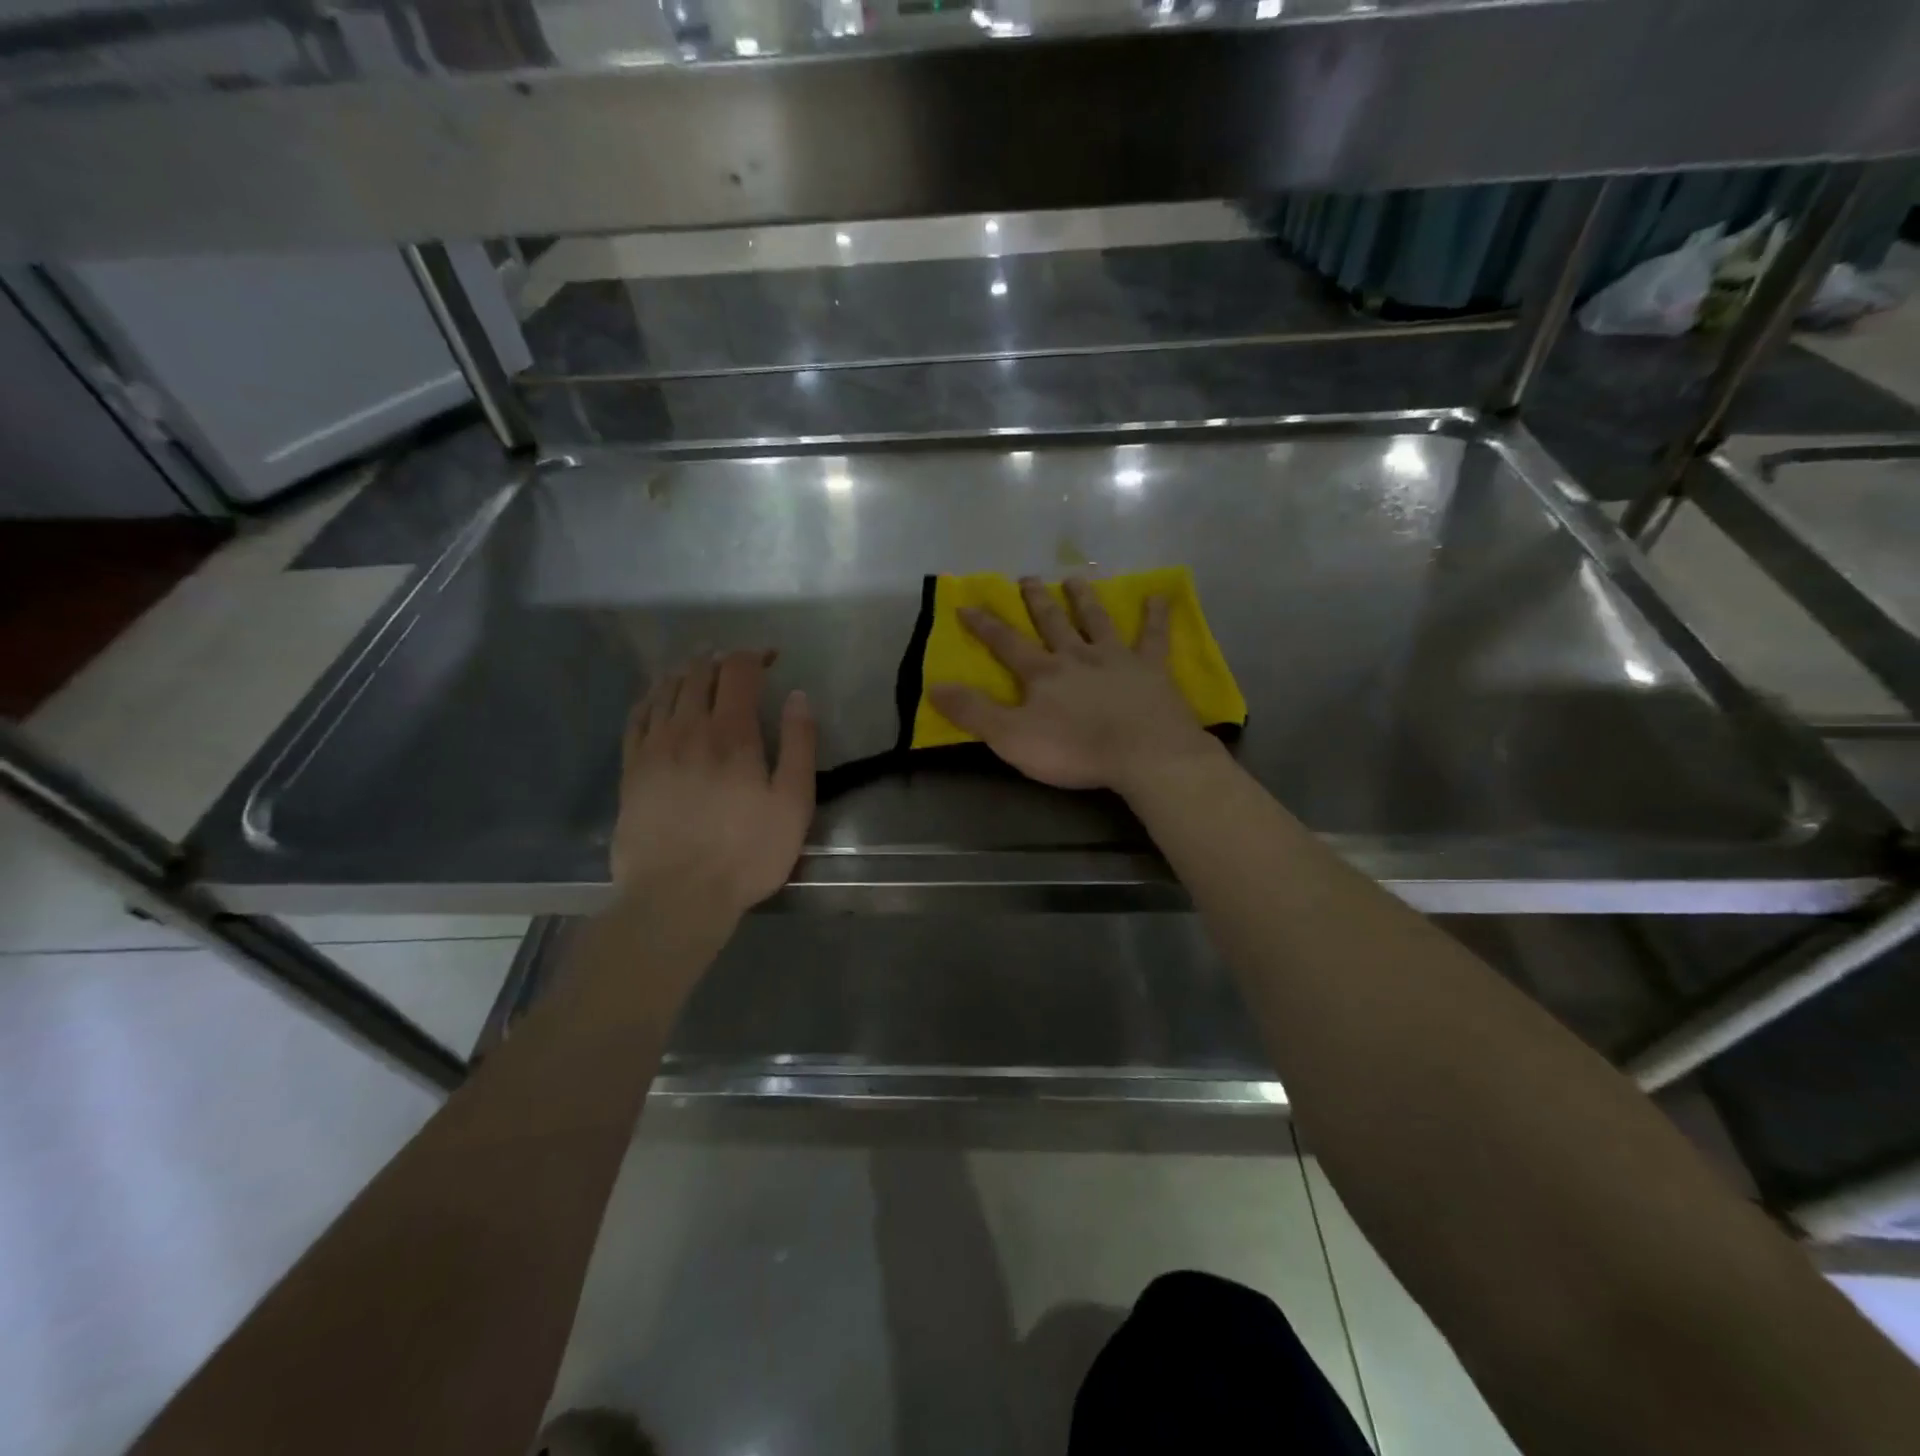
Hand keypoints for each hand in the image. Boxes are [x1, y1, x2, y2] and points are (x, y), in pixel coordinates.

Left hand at [610, 650, 815, 916]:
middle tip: (738, 663)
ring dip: (686, 671)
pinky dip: (652, 696)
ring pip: (666, 689)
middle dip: (721, 659)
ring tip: (700, 669)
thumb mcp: (794, 803)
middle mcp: (689, 729)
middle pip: (699, 673)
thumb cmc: (747, 853)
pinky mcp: (631, 769)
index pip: (738, 671)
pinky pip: (637, 716)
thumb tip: (798, 697)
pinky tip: (659, 697)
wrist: (677, 897)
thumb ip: (799, 744)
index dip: (755, 655)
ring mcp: (654, 748)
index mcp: (732, 734)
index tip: (771, 658)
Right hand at [928, 576, 1221, 796]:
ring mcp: (1116, 659)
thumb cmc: (1074, 749)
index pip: (1006, 643)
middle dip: (1037, 600)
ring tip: (1076, 578)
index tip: (966, 605)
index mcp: (1042, 673)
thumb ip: (973, 712)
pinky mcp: (1152, 670)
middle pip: (1053, 622)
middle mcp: (1077, 655)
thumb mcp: (1010, 736)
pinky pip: (1154, 637)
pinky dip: (1157, 616)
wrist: (1143, 753)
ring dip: (1085, 599)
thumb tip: (934, 686)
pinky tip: (1160, 597)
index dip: (984, 625)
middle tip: (1028, 577)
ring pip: (1097, 620)